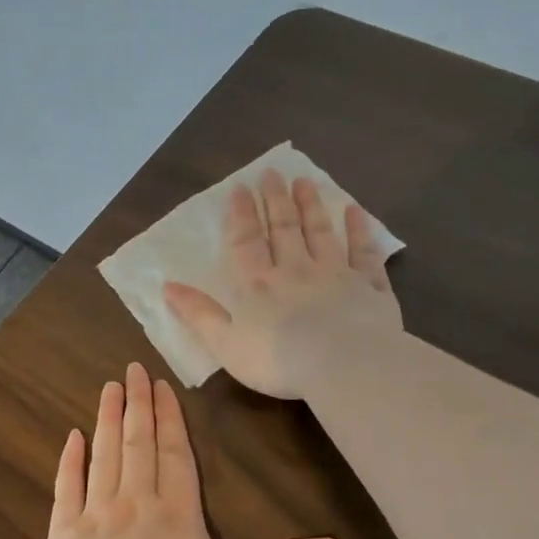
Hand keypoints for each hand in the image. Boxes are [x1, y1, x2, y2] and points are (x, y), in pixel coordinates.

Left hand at [39, 361, 339, 538]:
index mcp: (177, 515)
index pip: (175, 455)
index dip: (170, 420)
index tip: (162, 386)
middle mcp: (137, 502)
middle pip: (139, 444)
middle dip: (139, 405)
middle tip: (133, 370)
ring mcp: (97, 512)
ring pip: (105, 454)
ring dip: (108, 418)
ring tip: (110, 387)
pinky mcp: (64, 530)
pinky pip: (68, 486)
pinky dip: (70, 459)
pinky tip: (72, 436)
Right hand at [163, 169, 401, 398]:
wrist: (346, 365)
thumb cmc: (280, 360)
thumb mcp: (226, 344)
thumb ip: (199, 315)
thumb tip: (168, 287)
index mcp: (259, 285)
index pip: (246, 242)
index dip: (241, 214)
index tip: (240, 187)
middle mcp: (297, 270)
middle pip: (284, 229)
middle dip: (276, 200)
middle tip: (272, 173)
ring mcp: (337, 275)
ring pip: (321, 233)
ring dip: (311, 207)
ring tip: (304, 181)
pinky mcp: (370, 288)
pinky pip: (364, 253)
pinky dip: (360, 231)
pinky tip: (355, 212)